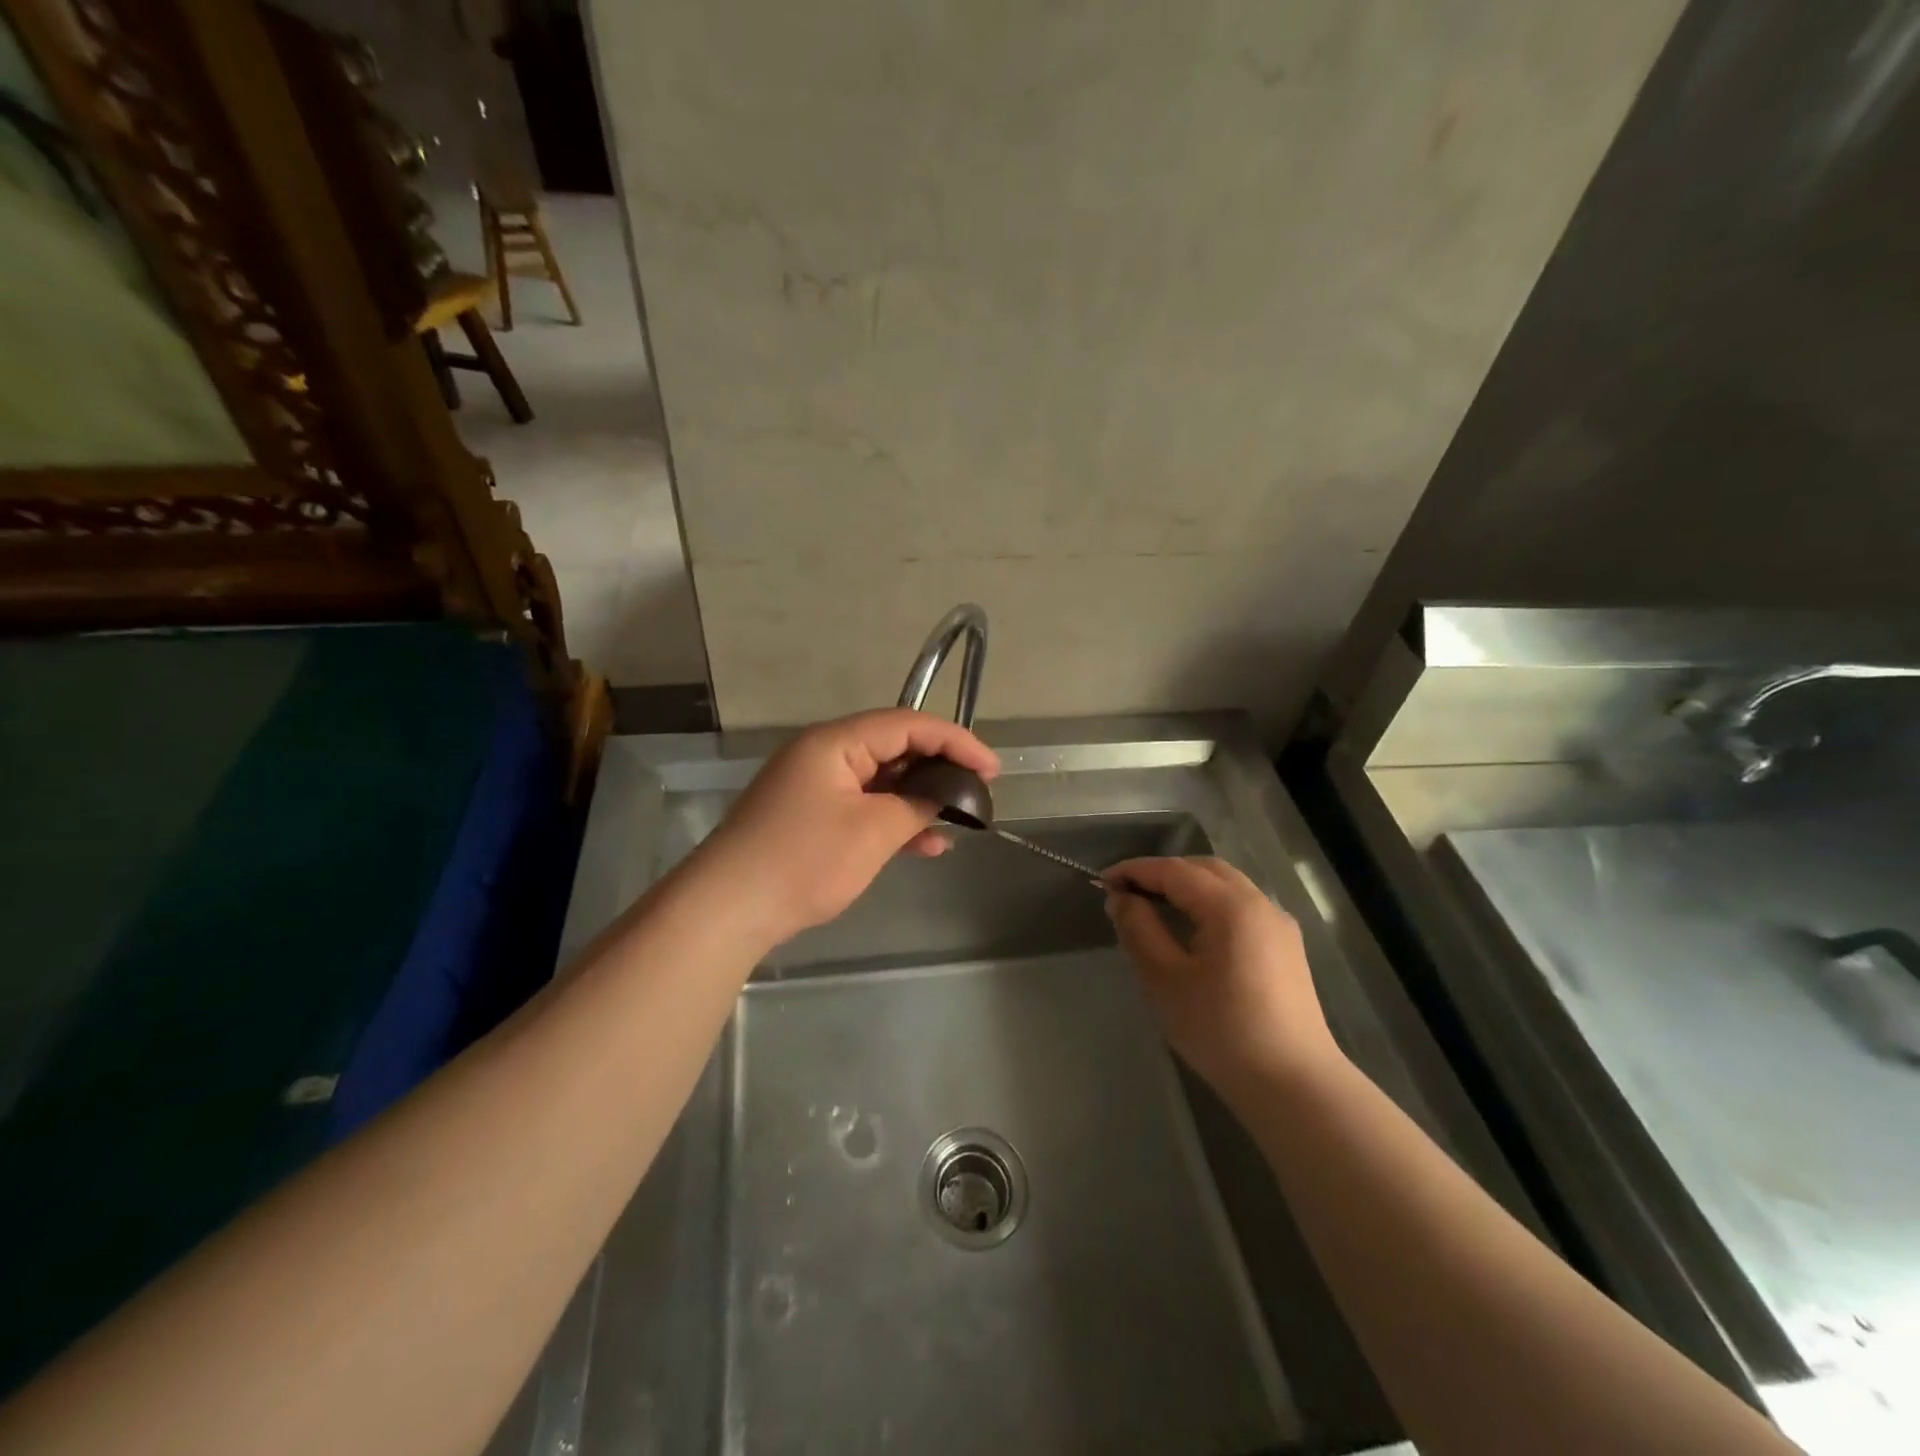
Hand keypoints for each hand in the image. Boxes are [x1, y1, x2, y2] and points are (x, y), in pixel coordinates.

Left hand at [695, 709, 999, 945]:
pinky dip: (894, 820)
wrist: (728, 909)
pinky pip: (863, 806)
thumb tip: (949, 794)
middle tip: (979, 790)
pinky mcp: (811, 816)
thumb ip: (917, 804)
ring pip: (881, 780)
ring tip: (959, 818)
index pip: (908, 724)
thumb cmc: (804, 860)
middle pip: (894, 747)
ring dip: (920, 797)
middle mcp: (824, 753)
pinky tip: (926, 845)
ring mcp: (815, 786)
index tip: (992, 769)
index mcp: (836, 742)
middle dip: (940, 767)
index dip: (956, 741)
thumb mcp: (873, 831)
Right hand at [1105, 857, 1341, 1102]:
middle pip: (1204, 869)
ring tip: (1154, 907)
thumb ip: (1139, 929)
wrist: (1293, 1085)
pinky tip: (1192, 930)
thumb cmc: (1221, 1030)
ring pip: (1226, 886)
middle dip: (1162, 873)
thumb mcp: (1165, 980)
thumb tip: (1120, 898)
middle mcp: (1260, 903)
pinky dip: (1210, 904)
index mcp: (1231, 905)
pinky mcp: (1286, 948)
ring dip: (1187, 886)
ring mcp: (1279, 925)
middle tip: (1126, 892)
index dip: (1135, 871)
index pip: (1174, 870)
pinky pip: (1241, 907)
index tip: (1102, 880)